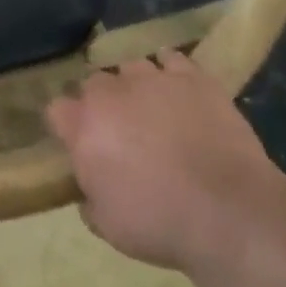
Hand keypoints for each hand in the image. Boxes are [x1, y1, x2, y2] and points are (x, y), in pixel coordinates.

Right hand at [46, 48, 281, 270]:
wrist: (228, 211)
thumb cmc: (160, 222)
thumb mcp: (109, 227)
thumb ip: (90, 199)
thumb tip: (90, 190)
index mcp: (83, 127)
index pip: (57, 110)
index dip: (67, 125)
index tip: (79, 143)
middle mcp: (111, 93)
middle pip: (94, 84)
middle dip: (101, 103)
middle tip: (118, 130)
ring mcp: (152, 79)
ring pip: (131, 67)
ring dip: (134, 85)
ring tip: (150, 107)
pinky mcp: (192, 77)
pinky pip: (172, 59)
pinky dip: (170, 70)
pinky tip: (177, 87)